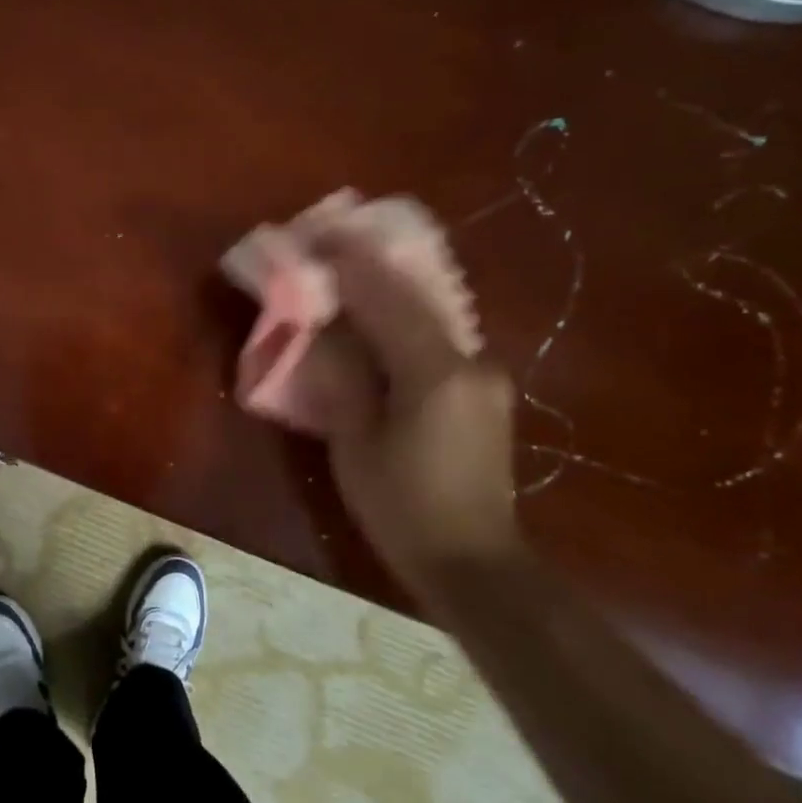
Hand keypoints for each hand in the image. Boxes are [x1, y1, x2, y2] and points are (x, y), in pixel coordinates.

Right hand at [317, 232, 518, 579]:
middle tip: (328, 251)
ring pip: (428, 316)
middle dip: (368, 270)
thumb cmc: (402, 508)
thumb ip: (342, 375)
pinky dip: (404, 322)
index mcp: (434, 372)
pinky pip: (438, 339)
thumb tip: (325, 326)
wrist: (474, 564)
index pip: (385, 298)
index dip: (348, 265)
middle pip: (412, 297)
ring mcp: (484, 375)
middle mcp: (469, 360)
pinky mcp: (484, 391)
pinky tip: (379, 320)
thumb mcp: (356, 443)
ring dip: (387, 293)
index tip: (317, 238)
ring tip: (348, 277)